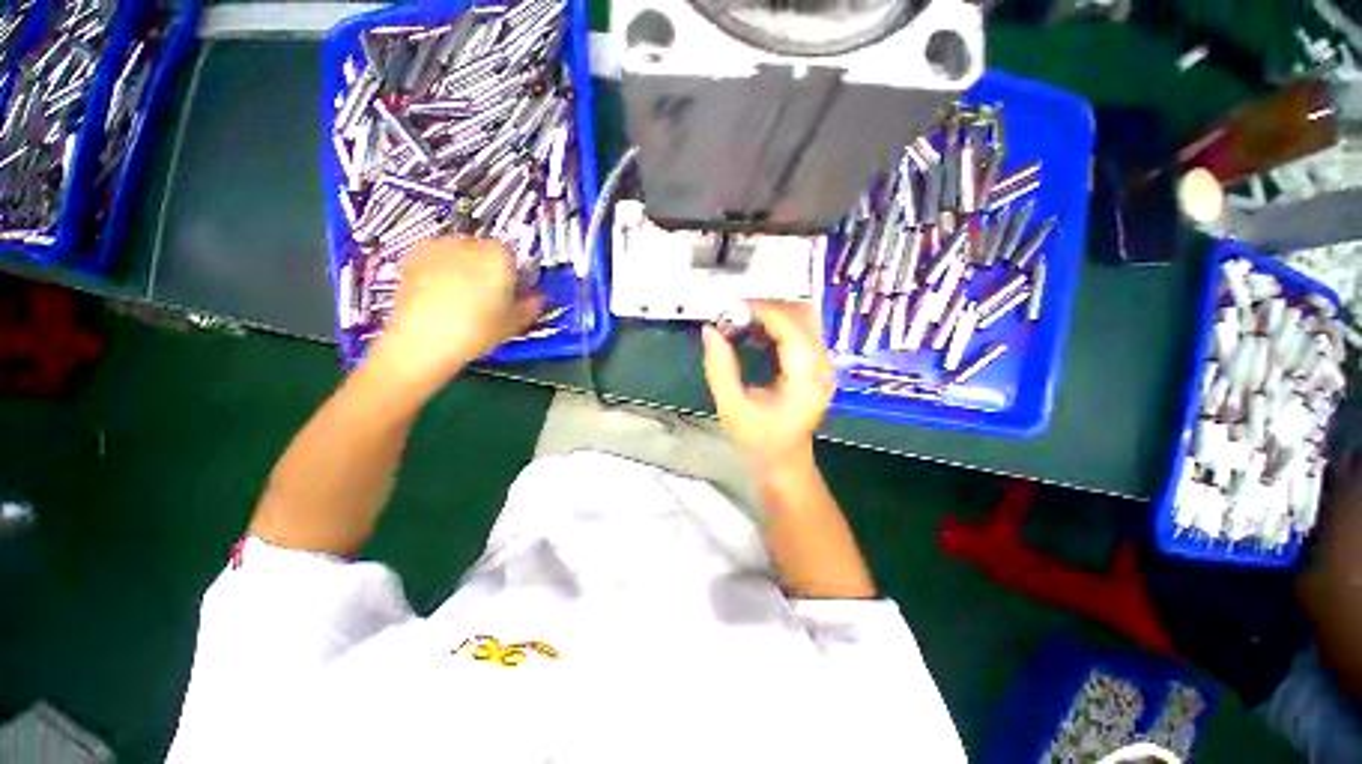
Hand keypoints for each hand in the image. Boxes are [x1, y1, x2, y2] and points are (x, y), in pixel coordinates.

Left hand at [368, 238, 540, 390]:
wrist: (421, 341)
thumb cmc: (474, 332)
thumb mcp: (513, 324)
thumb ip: (530, 307)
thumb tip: (536, 299)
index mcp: (500, 257)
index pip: (515, 258)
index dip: (515, 275)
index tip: (514, 292)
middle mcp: (470, 244)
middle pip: (487, 251)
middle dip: (490, 268)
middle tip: (490, 296)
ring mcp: (440, 247)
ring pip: (461, 252)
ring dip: (465, 266)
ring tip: (463, 296)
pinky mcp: (414, 255)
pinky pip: (437, 256)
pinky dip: (442, 268)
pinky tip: (441, 292)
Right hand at [702, 301, 834, 470]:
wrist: (784, 460)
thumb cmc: (759, 440)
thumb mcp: (732, 408)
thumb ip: (719, 369)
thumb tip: (710, 331)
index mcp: (806, 379)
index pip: (791, 329)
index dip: (764, 311)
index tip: (734, 305)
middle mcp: (822, 366)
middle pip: (802, 317)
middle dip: (768, 307)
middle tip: (735, 309)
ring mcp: (823, 364)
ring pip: (803, 319)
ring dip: (772, 313)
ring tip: (742, 317)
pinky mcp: (817, 365)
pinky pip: (800, 330)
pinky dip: (777, 324)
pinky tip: (755, 330)